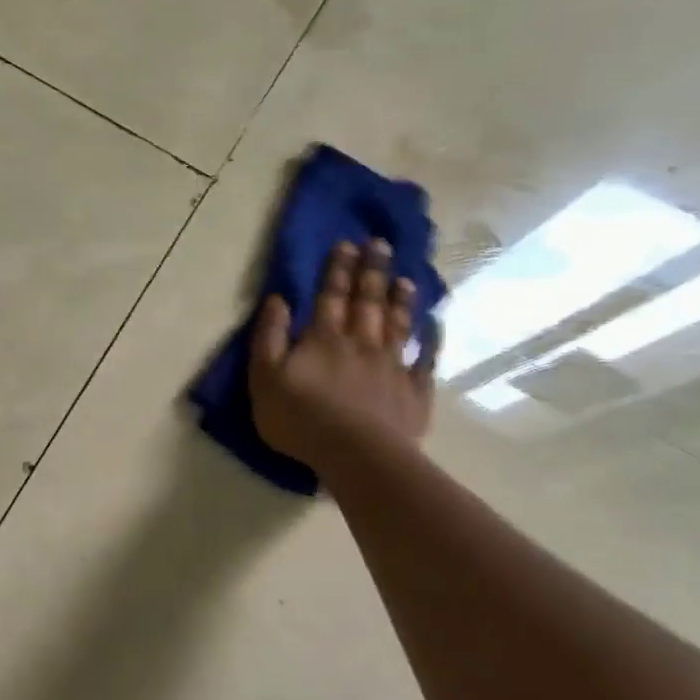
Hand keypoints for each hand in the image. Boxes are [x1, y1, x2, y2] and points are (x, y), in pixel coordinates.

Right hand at [248, 238, 435, 472]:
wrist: (357, 455)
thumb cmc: (300, 417)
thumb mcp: (265, 377)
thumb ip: (269, 336)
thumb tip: (277, 299)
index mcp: (324, 338)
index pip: (330, 295)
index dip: (337, 269)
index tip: (346, 244)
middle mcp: (361, 342)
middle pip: (368, 301)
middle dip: (371, 271)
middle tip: (379, 245)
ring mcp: (392, 365)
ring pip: (397, 323)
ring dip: (400, 299)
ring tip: (405, 278)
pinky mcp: (413, 391)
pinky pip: (424, 359)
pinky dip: (430, 340)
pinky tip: (434, 326)